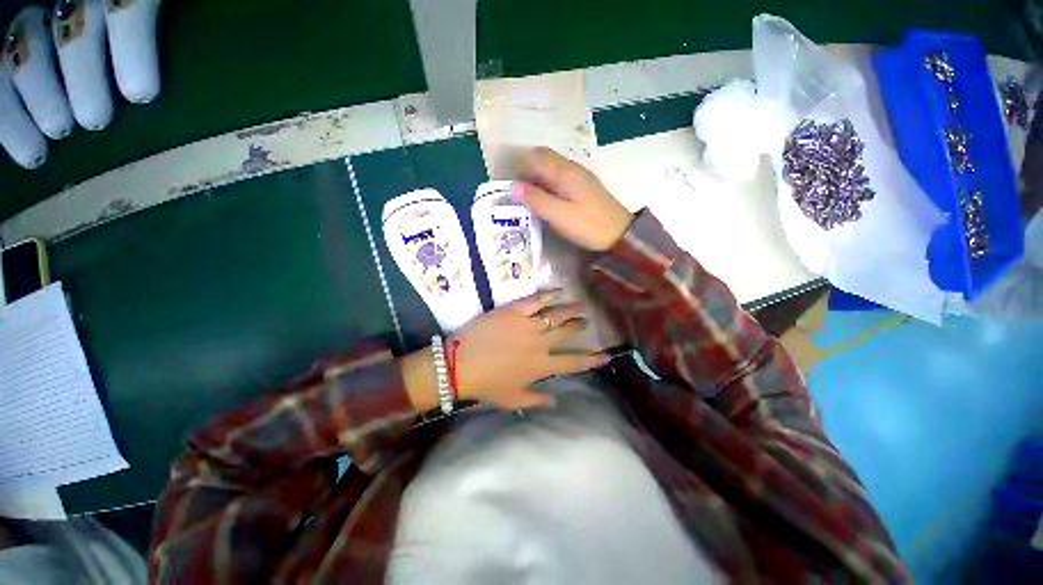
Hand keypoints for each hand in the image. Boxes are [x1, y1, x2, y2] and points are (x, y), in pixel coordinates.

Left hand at [404, 290, 607, 410]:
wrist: (459, 365)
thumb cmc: (485, 385)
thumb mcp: (512, 399)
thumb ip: (536, 399)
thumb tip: (555, 401)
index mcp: (541, 367)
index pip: (574, 363)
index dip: (592, 360)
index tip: (606, 355)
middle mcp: (541, 344)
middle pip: (568, 332)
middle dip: (580, 326)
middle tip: (584, 321)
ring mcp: (528, 325)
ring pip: (557, 314)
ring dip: (572, 309)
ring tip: (581, 305)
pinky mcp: (515, 311)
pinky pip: (537, 299)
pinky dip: (550, 294)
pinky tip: (559, 290)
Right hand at [512, 147, 633, 251]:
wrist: (620, 235)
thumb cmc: (588, 225)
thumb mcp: (559, 215)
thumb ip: (537, 200)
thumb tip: (513, 186)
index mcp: (565, 172)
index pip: (537, 157)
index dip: (520, 164)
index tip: (507, 178)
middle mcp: (573, 169)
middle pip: (546, 159)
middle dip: (528, 168)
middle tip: (515, 187)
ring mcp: (581, 178)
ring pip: (554, 168)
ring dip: (538, 175)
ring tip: (525, 194)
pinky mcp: (585, 188)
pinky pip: (561, 178)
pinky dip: (548, 183)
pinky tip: (544, 198)